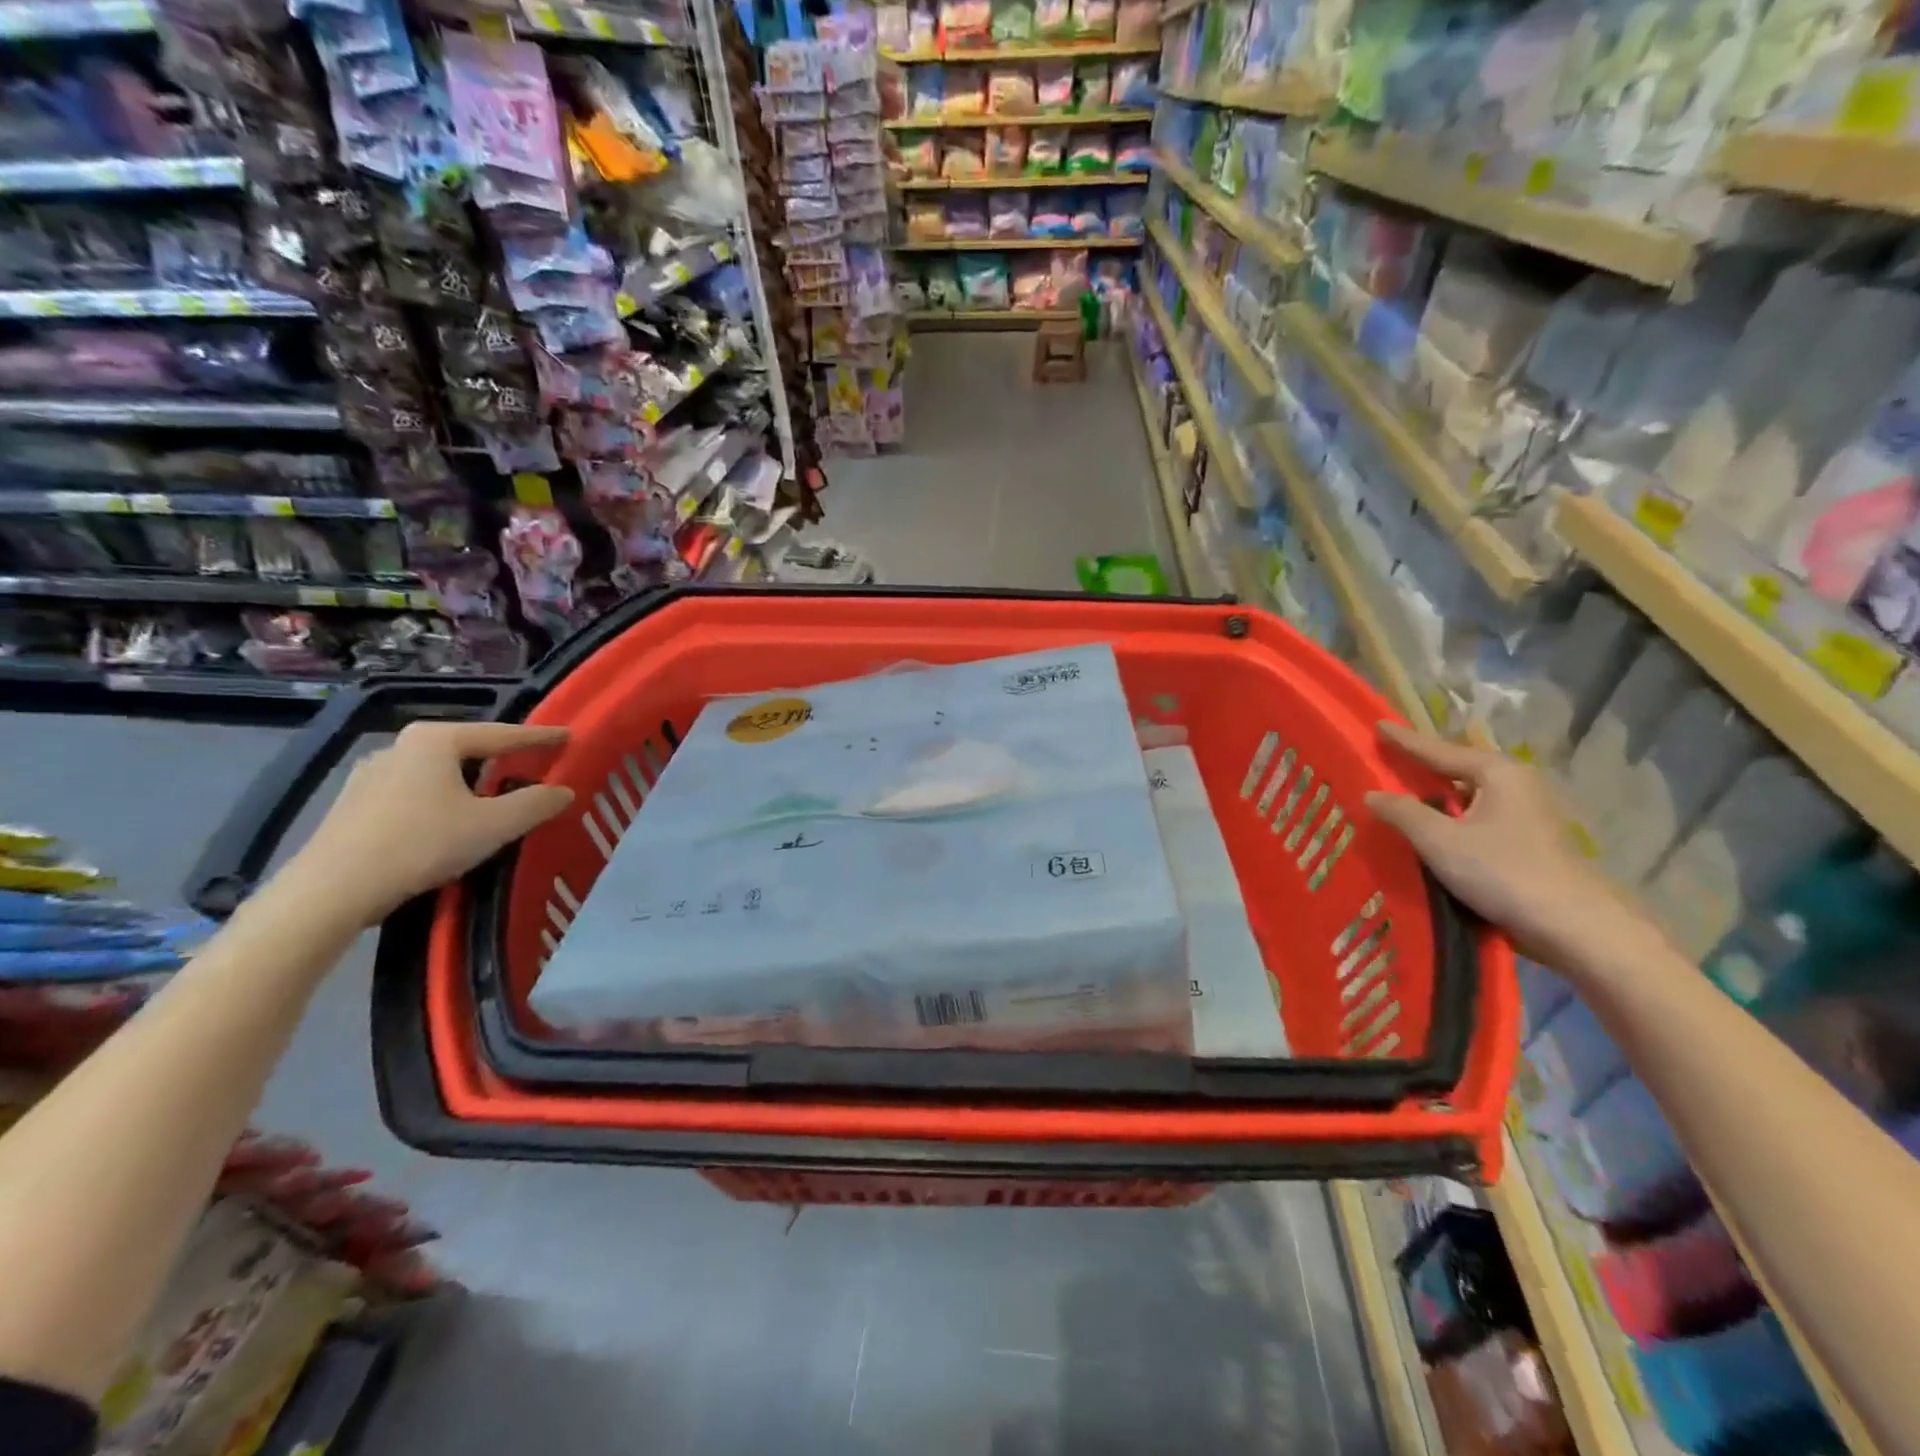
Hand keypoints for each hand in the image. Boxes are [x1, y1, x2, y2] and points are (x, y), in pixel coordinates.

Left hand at [289, 722, 573, 924]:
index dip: (540, 738)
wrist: (332, 890)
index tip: (569, 736)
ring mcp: (372, 773)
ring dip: (470, 782)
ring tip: (494, 797)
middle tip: (533, 766)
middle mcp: (403, 746)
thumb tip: (565, 791)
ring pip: (439, 771)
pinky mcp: (355, 803)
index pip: (503, 734)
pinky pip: (415, 791)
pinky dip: (442, 799)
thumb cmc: (422, 843)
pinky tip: (449, 821)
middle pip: (468, 749)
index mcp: (437, 740)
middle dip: (501, 758)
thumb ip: (535, 804)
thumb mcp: (494, 825)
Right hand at [1364, 722, 1652, 969]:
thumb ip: (1403, 813)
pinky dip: (1456, 816)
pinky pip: (1481, 817)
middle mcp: (1519, 785)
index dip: (1405, 741)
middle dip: (1426, 766)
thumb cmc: (1503, 871)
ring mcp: (1531, 814)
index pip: (1440, 751)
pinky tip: (1438, 827)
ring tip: (1407, 792)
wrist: (1574, 925)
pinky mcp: (1533, 841)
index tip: (1379, 725)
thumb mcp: (1440, 840)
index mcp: (1498, 773)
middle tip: (1391, 758)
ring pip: (1473, 795)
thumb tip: (1372, 793)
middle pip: (1461, 769)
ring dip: (1441, 795)